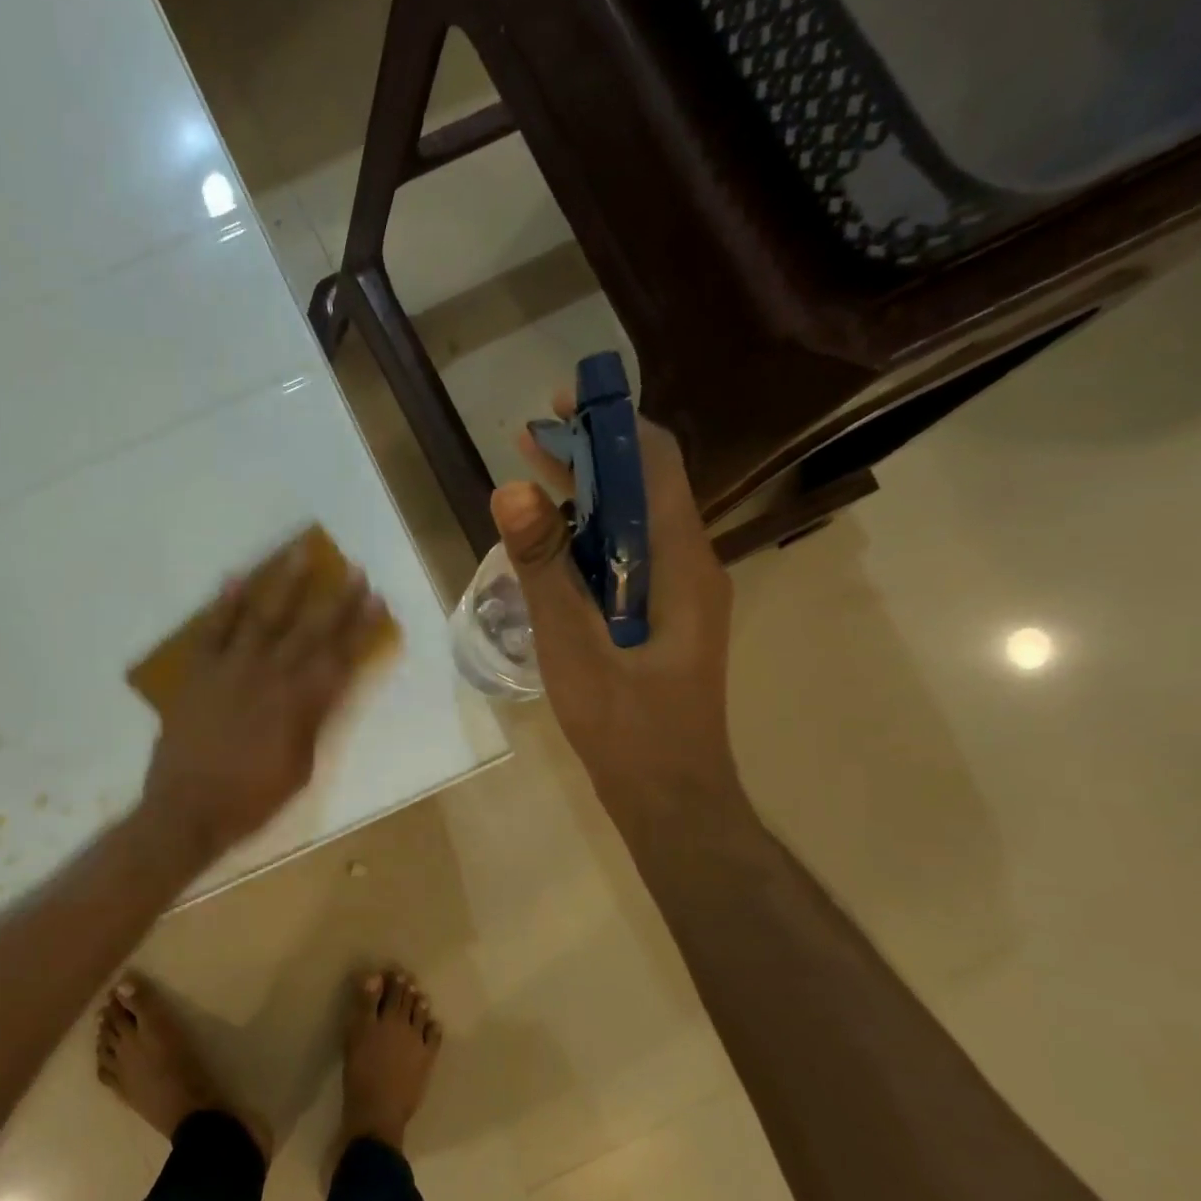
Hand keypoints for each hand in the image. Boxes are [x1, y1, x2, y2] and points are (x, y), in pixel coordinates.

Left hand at [139, 539, 386, 864]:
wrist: (186, 811)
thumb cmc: (250, 800)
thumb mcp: (299, 770)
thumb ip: (313, 724)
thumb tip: (325, 691)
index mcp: (299, 705)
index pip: (339, 658)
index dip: (361, 628)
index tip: (377, 601)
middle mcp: (270, 677)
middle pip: (310, 631)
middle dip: (336, 600)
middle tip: (355, 570)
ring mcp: (231, 670)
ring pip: (264, 618)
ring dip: (285, 585)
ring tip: (300, 554)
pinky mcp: (198, 673)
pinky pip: (213, 631)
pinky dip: (225, 604)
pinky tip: (237, 579)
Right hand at [492, 392, 744, 822]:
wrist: (670, 797)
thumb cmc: (626, 726)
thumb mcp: (572, 645)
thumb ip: (542, 568)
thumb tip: (511, 490)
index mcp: (679, 562)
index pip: (654, 464)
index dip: (610, 423)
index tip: (560, 402)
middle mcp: (689, 566)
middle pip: (643, 488)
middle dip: (590, 456)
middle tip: (529, 440)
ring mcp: (679, 596)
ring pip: (633, 526)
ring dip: (586, 498)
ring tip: (531, 484)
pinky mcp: (663, 621)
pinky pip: (627, 562)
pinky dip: (589, 541)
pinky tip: (550, 551)